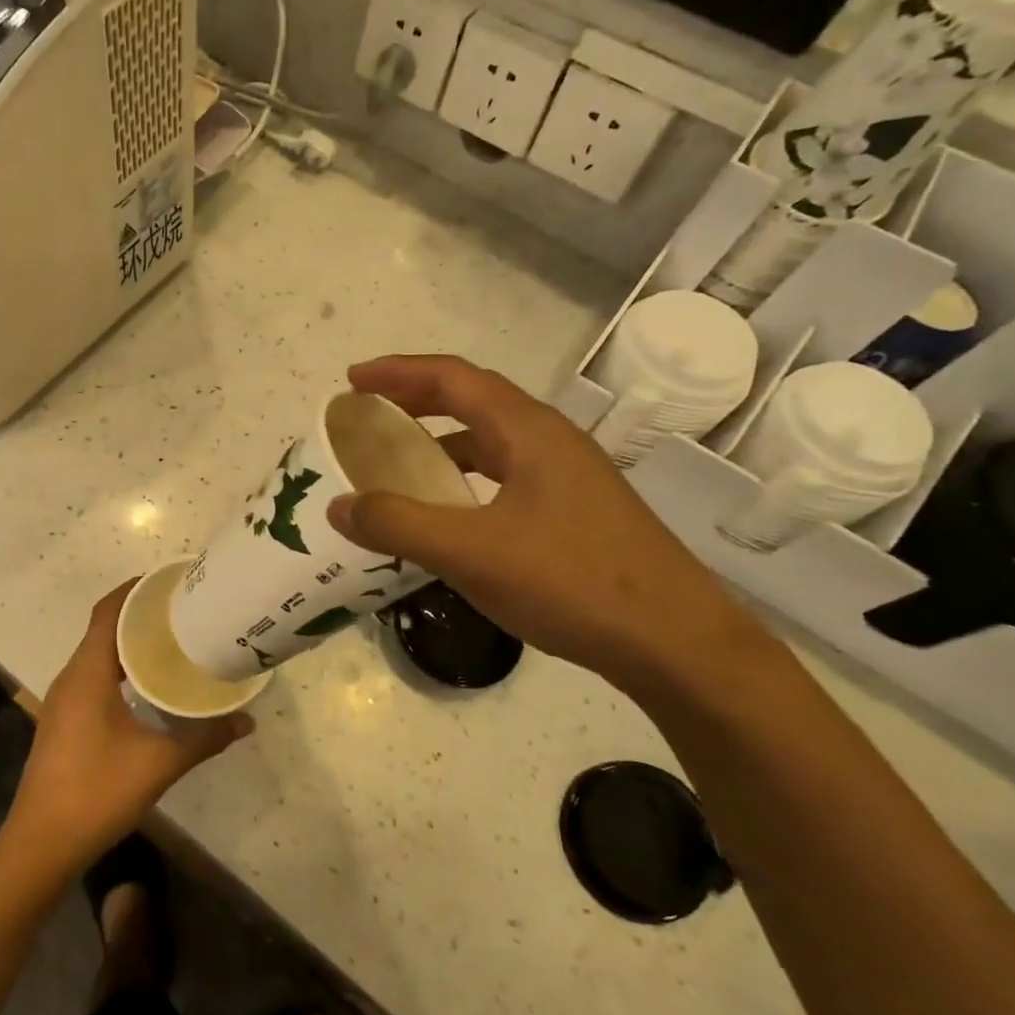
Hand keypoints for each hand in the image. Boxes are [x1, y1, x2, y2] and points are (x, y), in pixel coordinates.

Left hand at [0, 581, 251, 878]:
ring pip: (98, 654)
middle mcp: (71, 677)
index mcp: (87, 673)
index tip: (169, 581)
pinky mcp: (64, 720)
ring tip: (172, 641)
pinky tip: (148, 686)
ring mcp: (64, 700)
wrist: (40, 843)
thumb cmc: (96, 792)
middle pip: (104, 628)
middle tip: (183, 611)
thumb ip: (204, 739)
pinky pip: (93, 676)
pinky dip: (120, 668)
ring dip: (130, 643)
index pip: (108, 611)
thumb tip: (247, 721)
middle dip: (140, 615)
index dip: (134, 589)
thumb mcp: (158, 764)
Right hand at [326, 355, 761, 692]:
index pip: (453, 378)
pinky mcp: (576, 510)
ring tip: (401, 461)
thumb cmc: (573, 583)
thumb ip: (399, 526)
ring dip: (442, 440)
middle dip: (416, 399)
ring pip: (492, 439)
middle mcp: (550, 441)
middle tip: (368, 414)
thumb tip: (338, 505)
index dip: (398, 372)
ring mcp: (569, 476)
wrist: (676, 643)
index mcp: (528, 432)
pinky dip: (466, 477)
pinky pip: (506, 474)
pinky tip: (452, 512)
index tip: (352, 381)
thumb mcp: (472, 554)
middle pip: (473, 400)